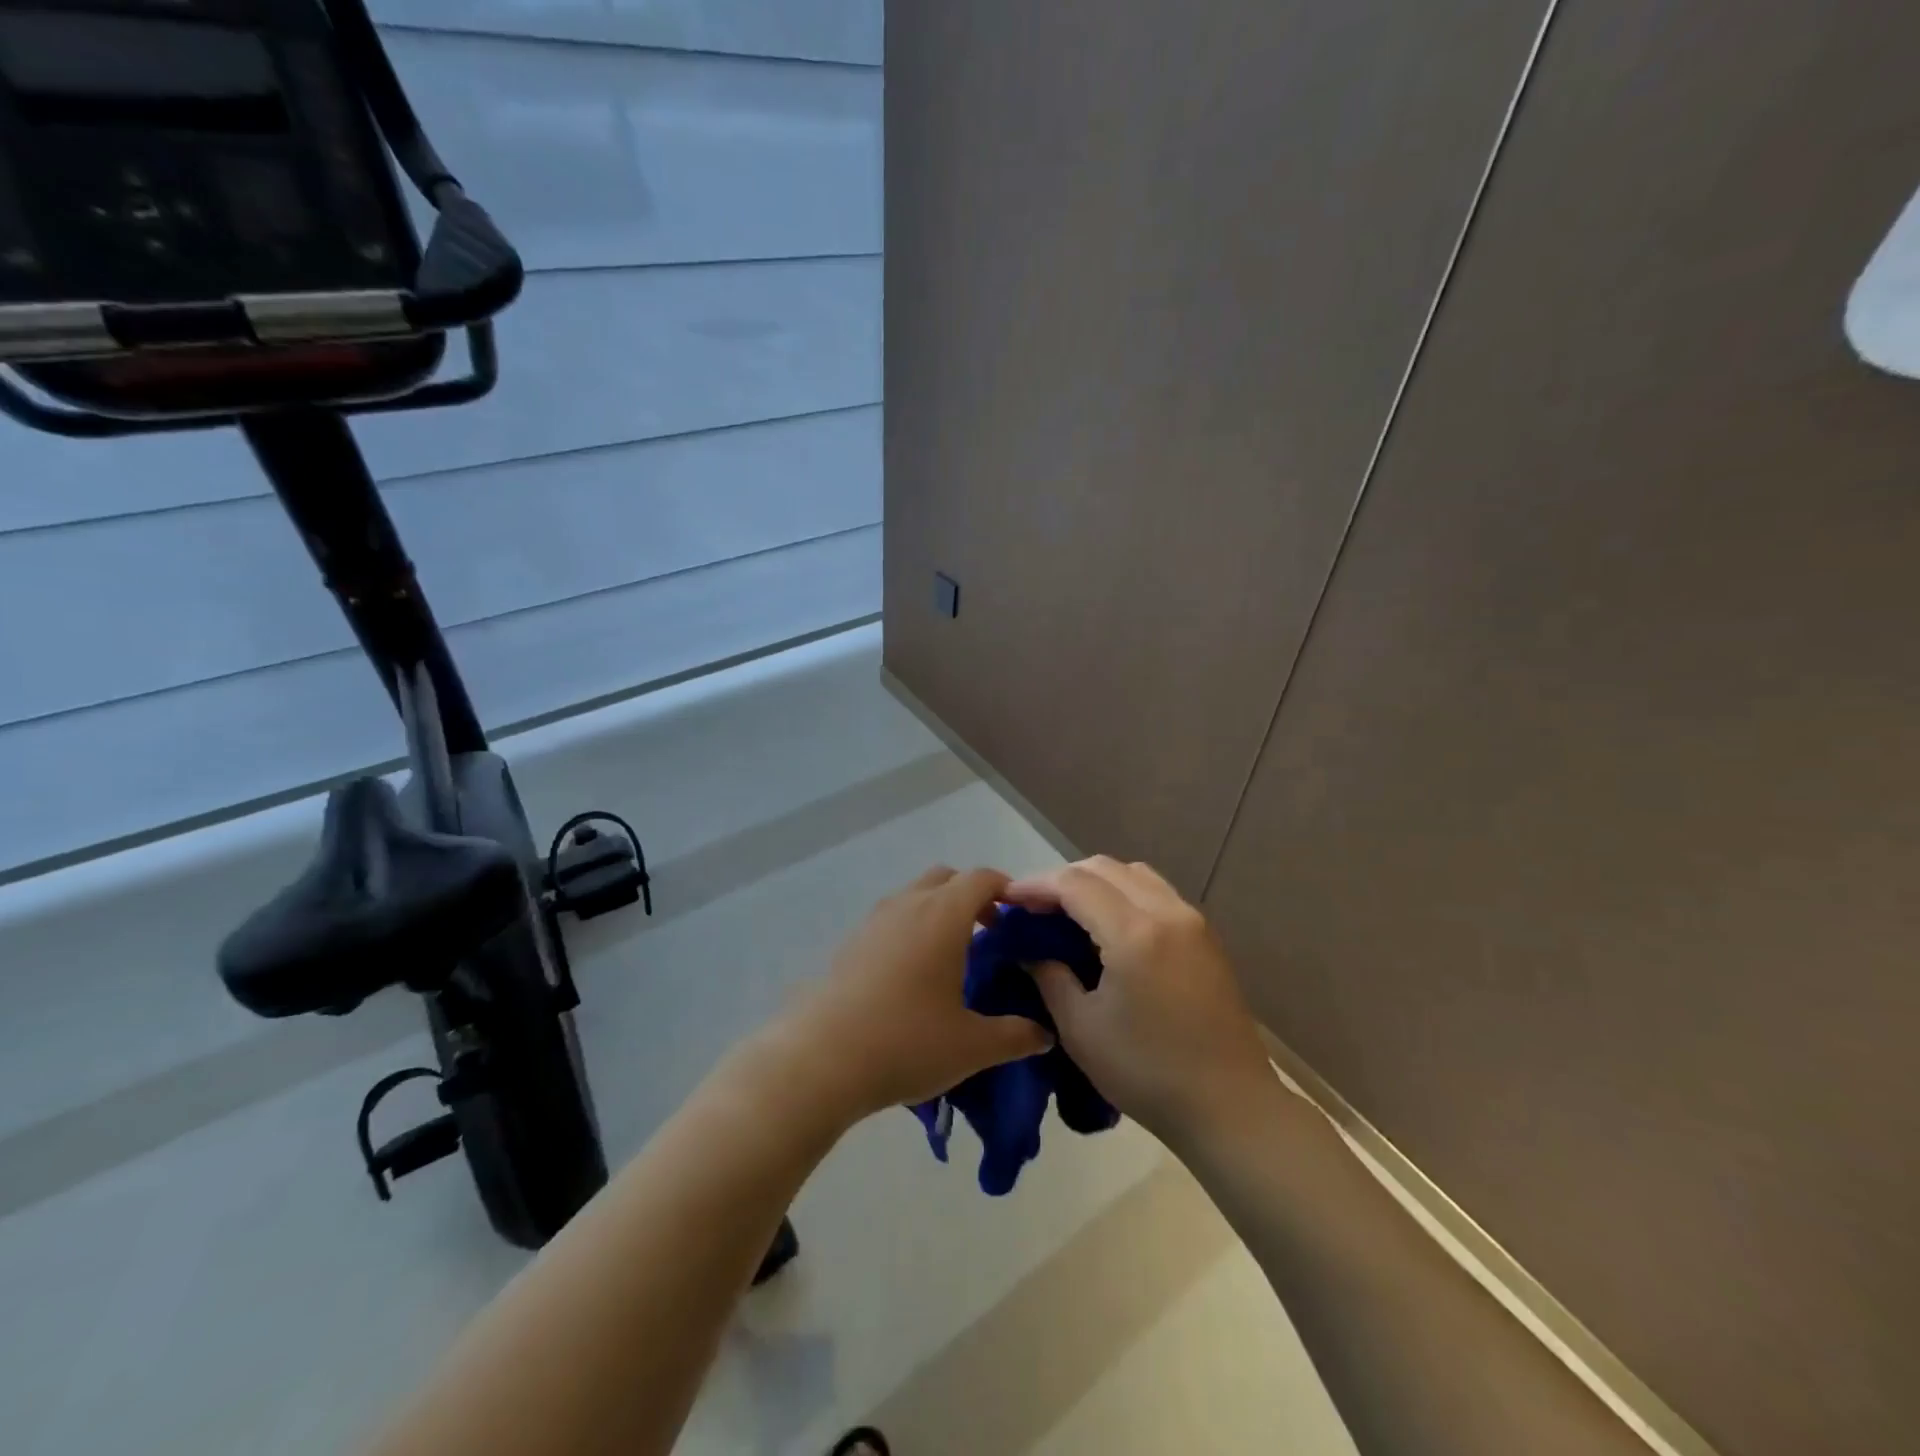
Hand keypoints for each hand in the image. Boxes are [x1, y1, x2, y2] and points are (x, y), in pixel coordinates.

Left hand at [771, 866, 1053, 1121]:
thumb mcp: (972, 1046)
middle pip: (947, 878)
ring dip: (938, 911)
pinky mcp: (850, 942)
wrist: (821, 1059)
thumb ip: (1015, 1036)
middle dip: (973, 896)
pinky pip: (891, 919)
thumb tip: (1045, 1035)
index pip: (982, 878)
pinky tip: (912, 977)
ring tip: (952, 957)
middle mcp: (908, 904)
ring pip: (915, 896)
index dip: (1007, 889)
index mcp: (943, 915)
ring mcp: (874, 921)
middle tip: (990, 934)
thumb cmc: (906, 1042)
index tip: (1021, 917)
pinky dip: (910, 929)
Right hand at [1004, 856, 1271, 1143]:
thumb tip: (1032, 952)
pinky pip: (1156, 891)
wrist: (1230, 1106)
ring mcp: (1191, 920)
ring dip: (1095, 880)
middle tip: (1033, 906)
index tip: (1007, 898)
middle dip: (1062, 878)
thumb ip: (1051, 978)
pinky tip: (1108, 923)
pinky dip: (1124, 892)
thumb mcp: (1082, 1029)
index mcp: (1134, 933)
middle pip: (1104, 868)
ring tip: (1068, 910)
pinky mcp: (1205, 936)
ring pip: (1133, 873)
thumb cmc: (1148, 1072)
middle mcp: (1166, 912)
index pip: (1074, 884)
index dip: (1035, 885)